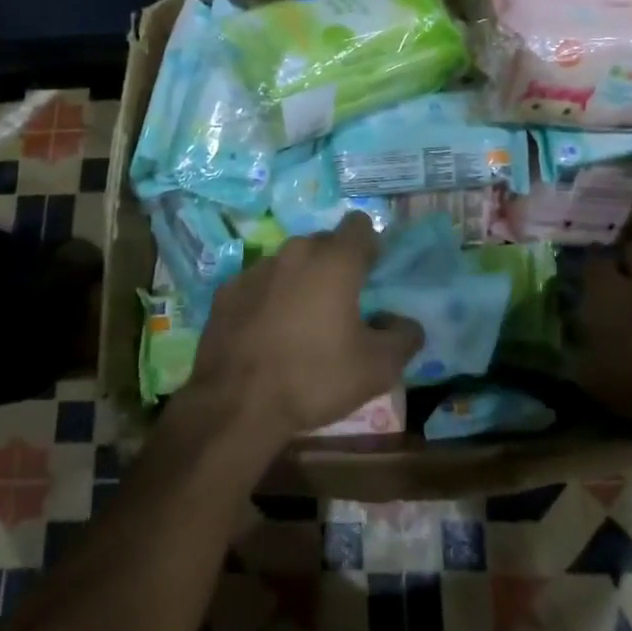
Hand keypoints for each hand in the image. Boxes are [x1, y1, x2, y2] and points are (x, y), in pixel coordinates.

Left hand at [186, 212, 422, 445]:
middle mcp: (294, 252)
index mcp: (335, 261)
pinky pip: (259, 284)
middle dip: (335, 265)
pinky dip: (268, 298)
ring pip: (289, 263)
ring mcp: (255, 269)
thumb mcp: (377, 368)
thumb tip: (404, 323)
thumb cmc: (315, 378)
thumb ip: (404, 337)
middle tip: (341, 305)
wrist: (236, 405)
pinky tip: (267, 333)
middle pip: (324, 243)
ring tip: (302, 322)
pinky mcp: (227, 290)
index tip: (371, 276)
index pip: (360, 225)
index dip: (370, 246)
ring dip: (300, 281)